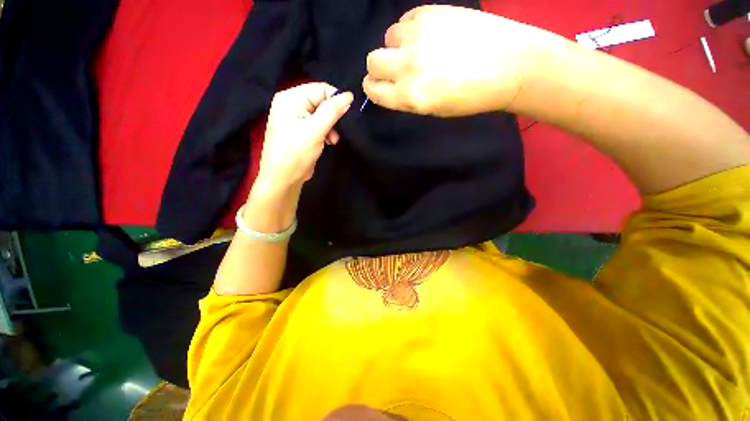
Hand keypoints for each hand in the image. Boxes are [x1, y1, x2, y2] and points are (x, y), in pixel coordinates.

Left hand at [254, 83, 352, 198]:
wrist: (284, 178)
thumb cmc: (296, 152)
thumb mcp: (315, 130)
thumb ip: (332, 111)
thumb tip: (349, 95)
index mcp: (291, 98)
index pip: (320, 89)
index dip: (336, 99)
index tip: (347, 114)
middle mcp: (292, 104)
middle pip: (321, 102)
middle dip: (333, 116)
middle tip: (338, 131)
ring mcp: (297, 118)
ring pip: (323, 115)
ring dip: (332, 126)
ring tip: (333, 139)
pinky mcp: (302, 131)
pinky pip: (319, 125)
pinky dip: (327, 133)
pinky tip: (329, 142)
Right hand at [363, 5, 567, 116]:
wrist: (510, 65)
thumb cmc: (471, 97)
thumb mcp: (434, 109)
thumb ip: (408, 98)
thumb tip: (392, 86)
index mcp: (410, 96)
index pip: (373, 90)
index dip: (374, 88)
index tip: (380, 86)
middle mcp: (408, 66)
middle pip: (372, 61)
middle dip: (379, 67)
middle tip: (395, 68)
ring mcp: (419, 36)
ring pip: (388, 37)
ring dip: (397, 46)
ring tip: (418, 50)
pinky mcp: (431, 12)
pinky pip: (406, 20)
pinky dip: (411, 29)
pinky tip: (428, 35)